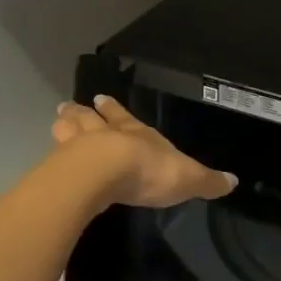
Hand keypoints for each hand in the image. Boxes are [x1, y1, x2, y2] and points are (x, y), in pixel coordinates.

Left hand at [52, 95, 236, 208]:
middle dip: (82, 113)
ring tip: (57, 120)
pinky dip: (52, 156)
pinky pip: (54, 158)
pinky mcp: (61, 168)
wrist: (106, 175)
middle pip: (90, 119)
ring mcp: (78, 148)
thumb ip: (207, 181)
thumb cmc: (149, 170)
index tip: (100, 98)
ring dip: (64, 126)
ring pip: (68, 131)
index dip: (113, 109)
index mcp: (134, 132)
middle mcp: (104, 134)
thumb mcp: (188, 178)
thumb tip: (234, 181)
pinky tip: (47, 160)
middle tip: (68, 107)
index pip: (123, 116)